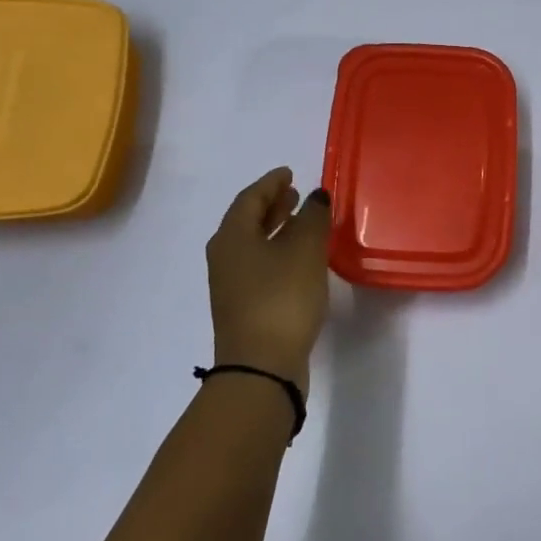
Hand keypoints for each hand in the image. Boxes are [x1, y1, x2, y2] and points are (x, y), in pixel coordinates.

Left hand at [206, 167, 331, 390]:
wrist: (261, 367)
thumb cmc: (282, 298)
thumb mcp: (304, 251)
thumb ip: (312, 218)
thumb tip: (315, 196)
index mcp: (232, 236)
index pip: (250, 198)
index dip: (271, 183)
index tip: (289, 173)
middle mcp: (225, 256)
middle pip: (247, 220)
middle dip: (272, 205)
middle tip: (295, 195)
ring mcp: (231, 284)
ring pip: (252, 244)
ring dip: (275, 229)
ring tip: (300, 222)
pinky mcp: (243, 306)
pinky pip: (258, 265)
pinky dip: (276, 252)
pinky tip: (298, 260)